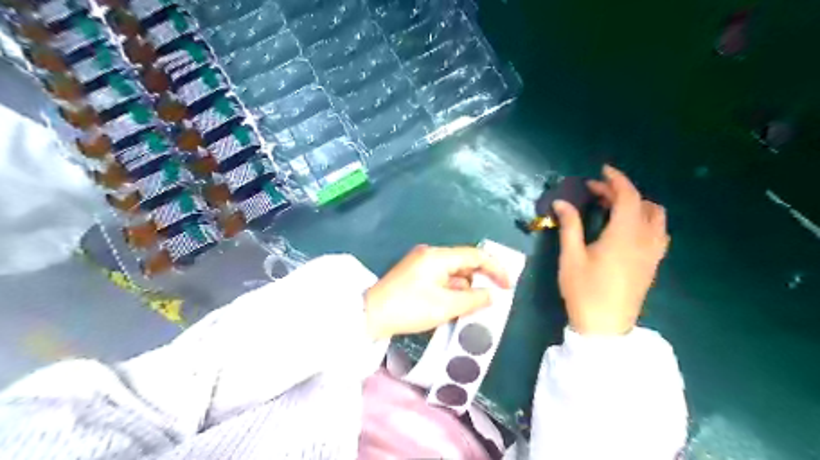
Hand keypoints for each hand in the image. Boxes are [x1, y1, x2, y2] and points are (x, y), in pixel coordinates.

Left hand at [364, 246, 510, 338]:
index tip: (508, 285)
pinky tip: (455, 304)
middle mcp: (430, 254)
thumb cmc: (409, 308)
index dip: (495, 268)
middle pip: (464, 262)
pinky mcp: (415, 273)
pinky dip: (451, 289)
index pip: (475, 255)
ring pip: (453, 272)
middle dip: (479, 280)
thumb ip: (474, 299)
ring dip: (465, 287)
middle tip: (492, 299)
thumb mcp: (445, 306)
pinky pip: (441, 277)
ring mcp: (421, 262)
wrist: (371, 315)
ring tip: (472, 307)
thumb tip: (492, 295)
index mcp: (438, 256)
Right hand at [550, 163, 672, 333]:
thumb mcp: (571, 257)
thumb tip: (562, 203)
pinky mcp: (653, 264)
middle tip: (596, 193)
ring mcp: (653, 253)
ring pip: (656, 217)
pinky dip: (645, 220)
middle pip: (642, 204)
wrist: (605, 326)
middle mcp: (644, 239)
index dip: (616, 180)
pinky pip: (658, 232)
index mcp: (624, 235)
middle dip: (621, 192)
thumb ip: (570, 226)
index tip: (601, 171)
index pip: (627, 196)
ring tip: (613, 207)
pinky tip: (627, 228)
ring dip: (637, 205)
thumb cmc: (584, 290)